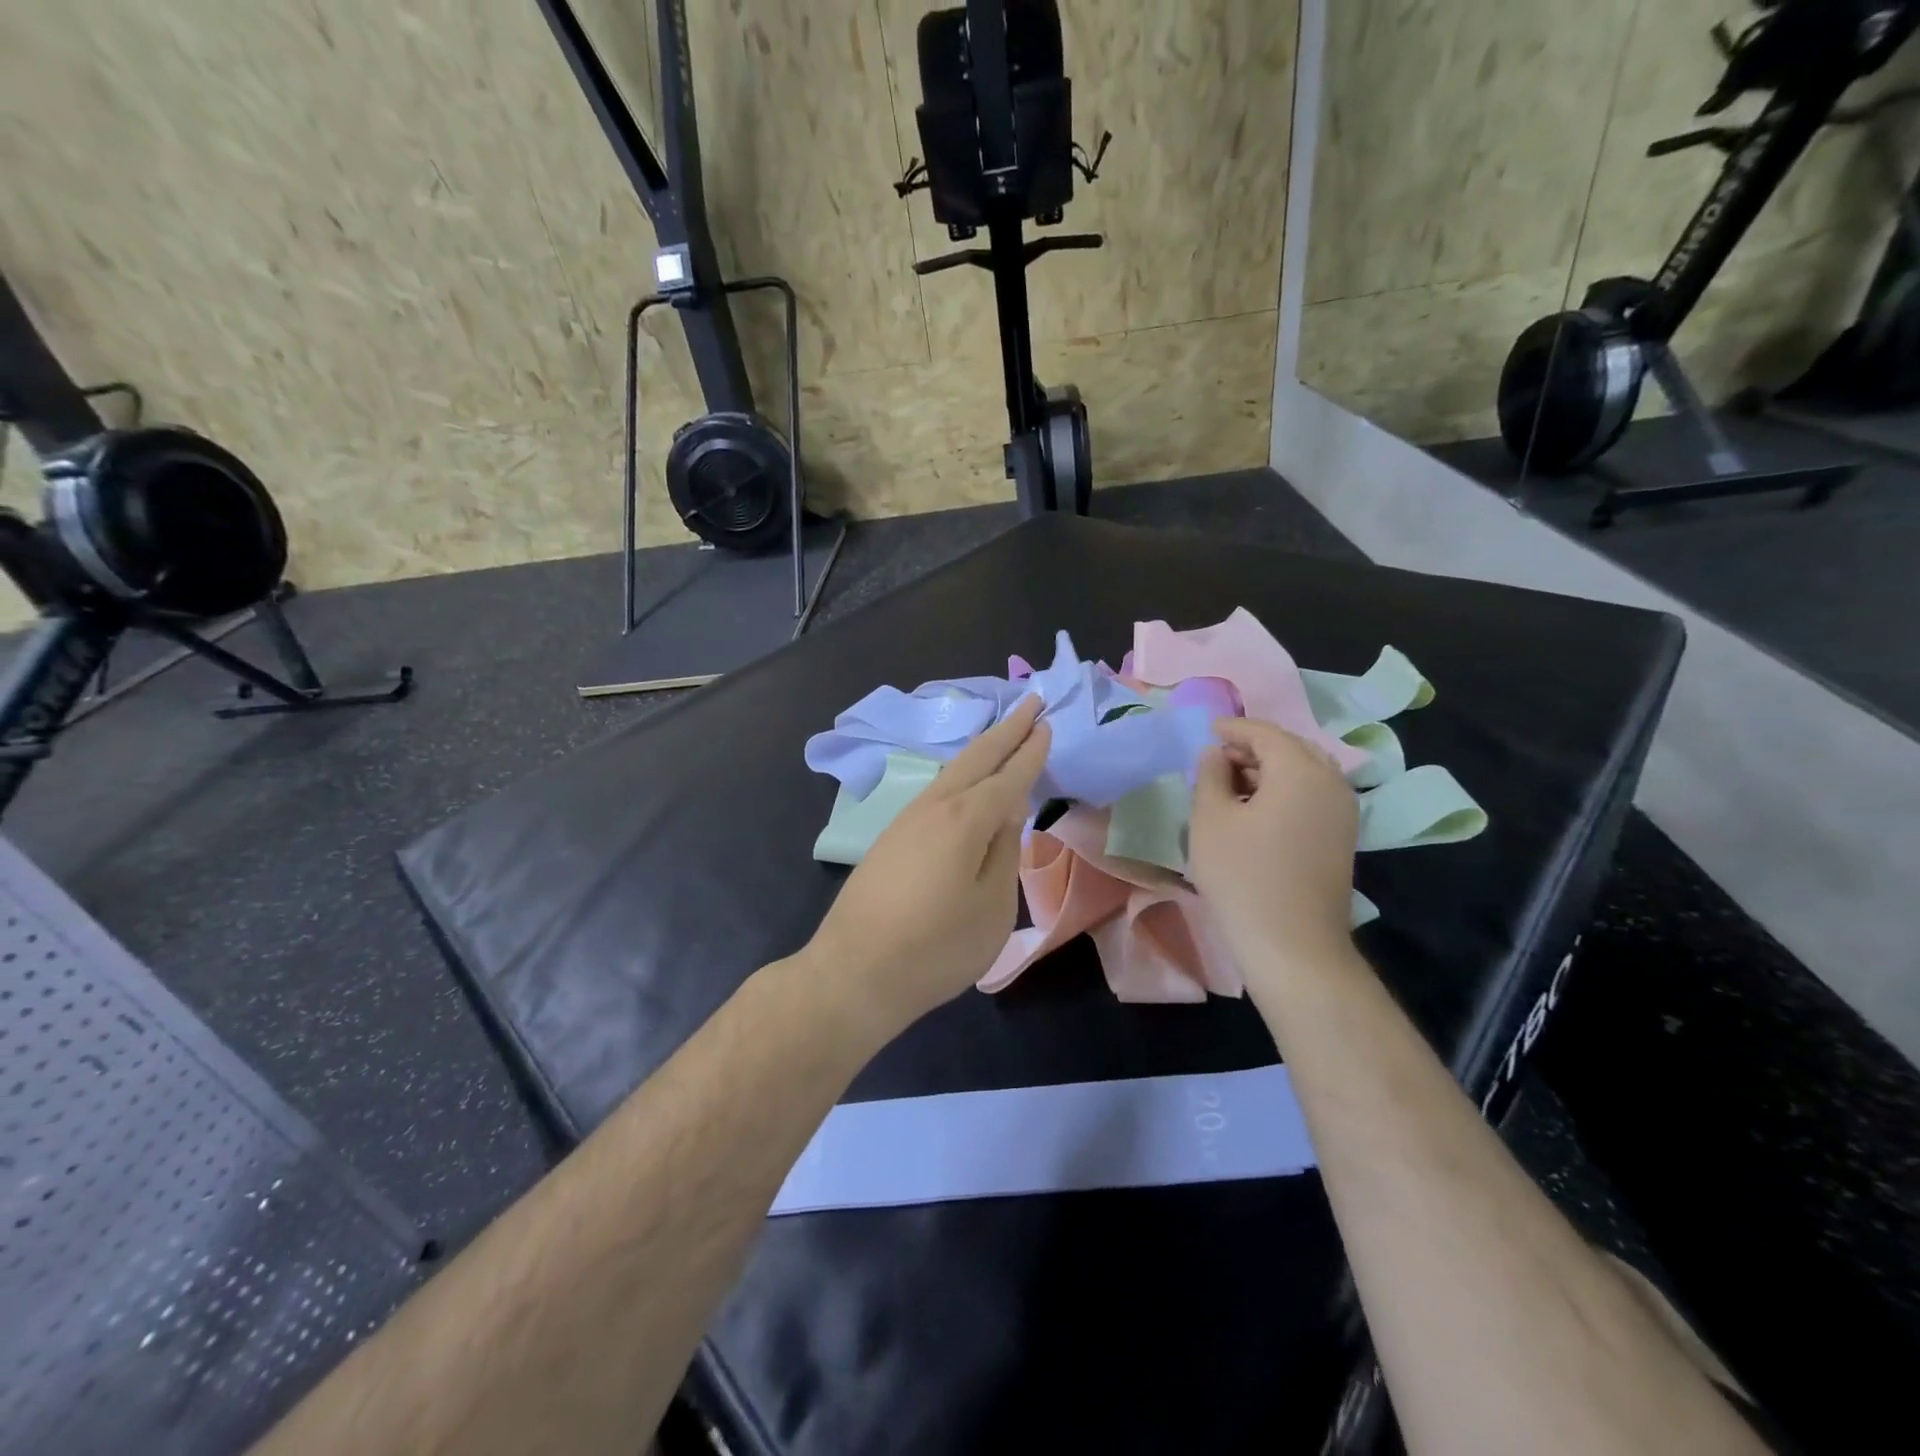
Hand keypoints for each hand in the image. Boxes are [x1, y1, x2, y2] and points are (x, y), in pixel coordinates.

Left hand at [805, 696, 1049, 1038]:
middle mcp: (934, 807)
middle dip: (1006, 729)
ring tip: (1003, 733)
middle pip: (976, 758)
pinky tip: (965, 782)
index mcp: (965, 819)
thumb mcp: (992, 906)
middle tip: (1031, 702)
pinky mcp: (891, 837)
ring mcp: (907, 819)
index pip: (1008, 776)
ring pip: (951, 771)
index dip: (1030, 751)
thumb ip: (1005, 851)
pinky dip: (959, 774)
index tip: (1047, 724)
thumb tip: (1010, 810)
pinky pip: (936, 790)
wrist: (854, 973)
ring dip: (981, 749)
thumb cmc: (936, 948)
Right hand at [1188, 717, 1359, 990]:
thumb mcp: (1210, 819)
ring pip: (1305, 772)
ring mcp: (1344, 811)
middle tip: (1218, 758)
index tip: (1207, 731)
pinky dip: (1285, 790)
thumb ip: (1210, 775)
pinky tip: (1257, 810)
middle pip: (1291, 748)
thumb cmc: (1242, 875)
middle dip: (1254, 747)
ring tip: (1233, 786)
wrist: (1292, 944)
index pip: (1265, 733)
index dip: (1234, 728)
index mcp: (1300, 770)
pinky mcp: (1343, 837)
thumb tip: (1216, 754)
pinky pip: (1313, 795)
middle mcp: (1331, 782)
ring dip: (1270, 770)